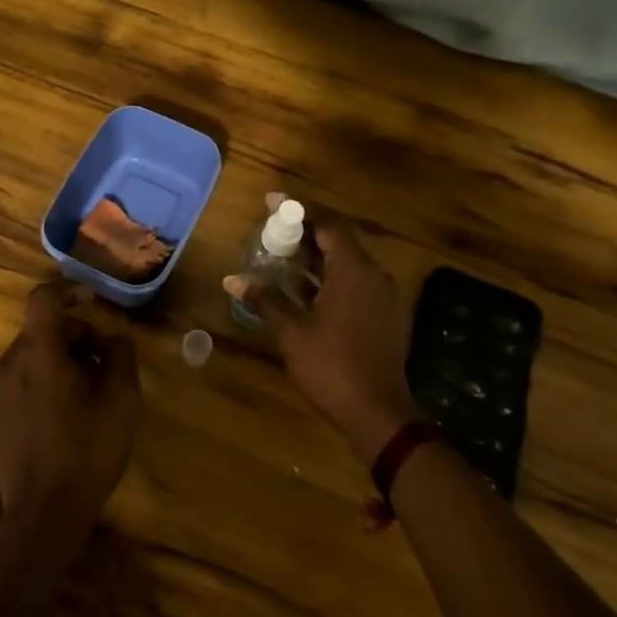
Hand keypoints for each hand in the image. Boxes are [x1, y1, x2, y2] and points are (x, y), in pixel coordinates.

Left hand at [0, 283, 140, 534]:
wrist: (42, 516)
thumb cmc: (86, 451)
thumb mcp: (121, 399)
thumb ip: (120, 355)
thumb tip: (112, 339)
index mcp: (37, 352)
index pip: (43, 298)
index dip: (69, 290)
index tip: (93, 302)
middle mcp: (10, 363)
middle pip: (45, 330)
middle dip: (80, 338)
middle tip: (109, 368)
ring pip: (37, 355)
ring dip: (67, 361)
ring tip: (94, 396)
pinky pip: (26, 379)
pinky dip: (50, 381)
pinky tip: (72, 416)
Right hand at [247, 213, 418, 462]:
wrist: (379, 415)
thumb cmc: (332, 366)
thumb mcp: (292, 332)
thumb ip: (266, 299)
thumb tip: (233, 279)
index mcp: (354, 270)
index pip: (328, 223)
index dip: (300, 209)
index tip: (271, 202)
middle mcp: (373, 275)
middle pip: (338, 240)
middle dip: (305, 232)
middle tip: (272, 232)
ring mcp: (382, 296)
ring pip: (347, 262)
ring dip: (315, 257)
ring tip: (281, 257)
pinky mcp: (383, 315)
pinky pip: (354, 282)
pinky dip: (328, 277)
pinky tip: (303, 290)